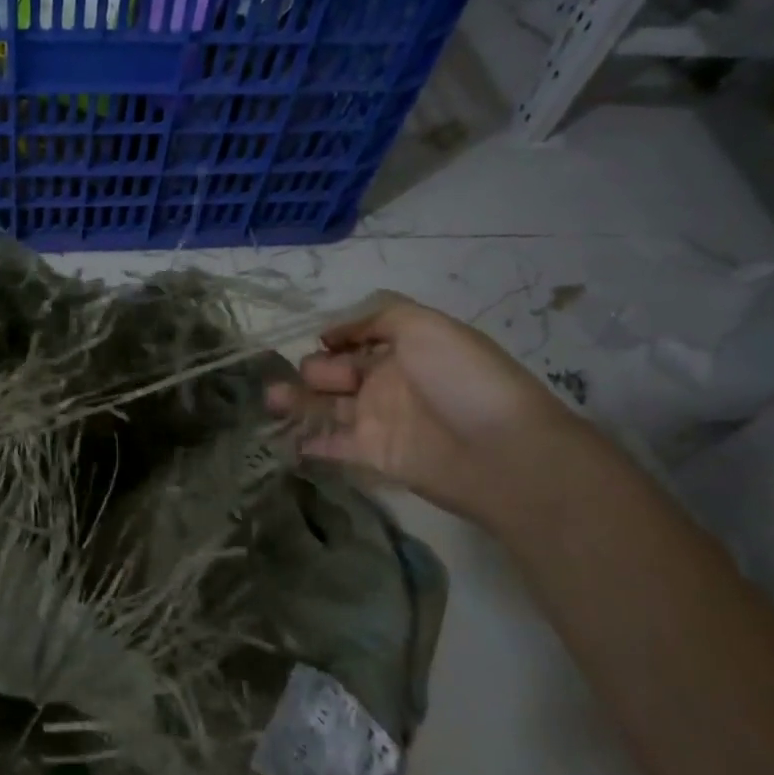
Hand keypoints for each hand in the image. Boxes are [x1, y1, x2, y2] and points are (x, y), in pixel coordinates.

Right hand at [266, 292, 585, 524]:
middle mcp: (386, 382)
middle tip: (307, 377)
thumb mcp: (426, 326)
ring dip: (297, 401)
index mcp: (402, 349)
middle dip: (312, 369)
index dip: (334, 338)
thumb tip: (331, 334)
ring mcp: (377, 420)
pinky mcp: (372, 456)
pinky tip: (283, 436)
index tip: (319, 340)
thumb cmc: (463, 379)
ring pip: (325, 407)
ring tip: (272, 399)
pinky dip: (306, 441)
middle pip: (335, 372)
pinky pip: (331, 445)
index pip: (356, 339)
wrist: (501, 451)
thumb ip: (378, 318)